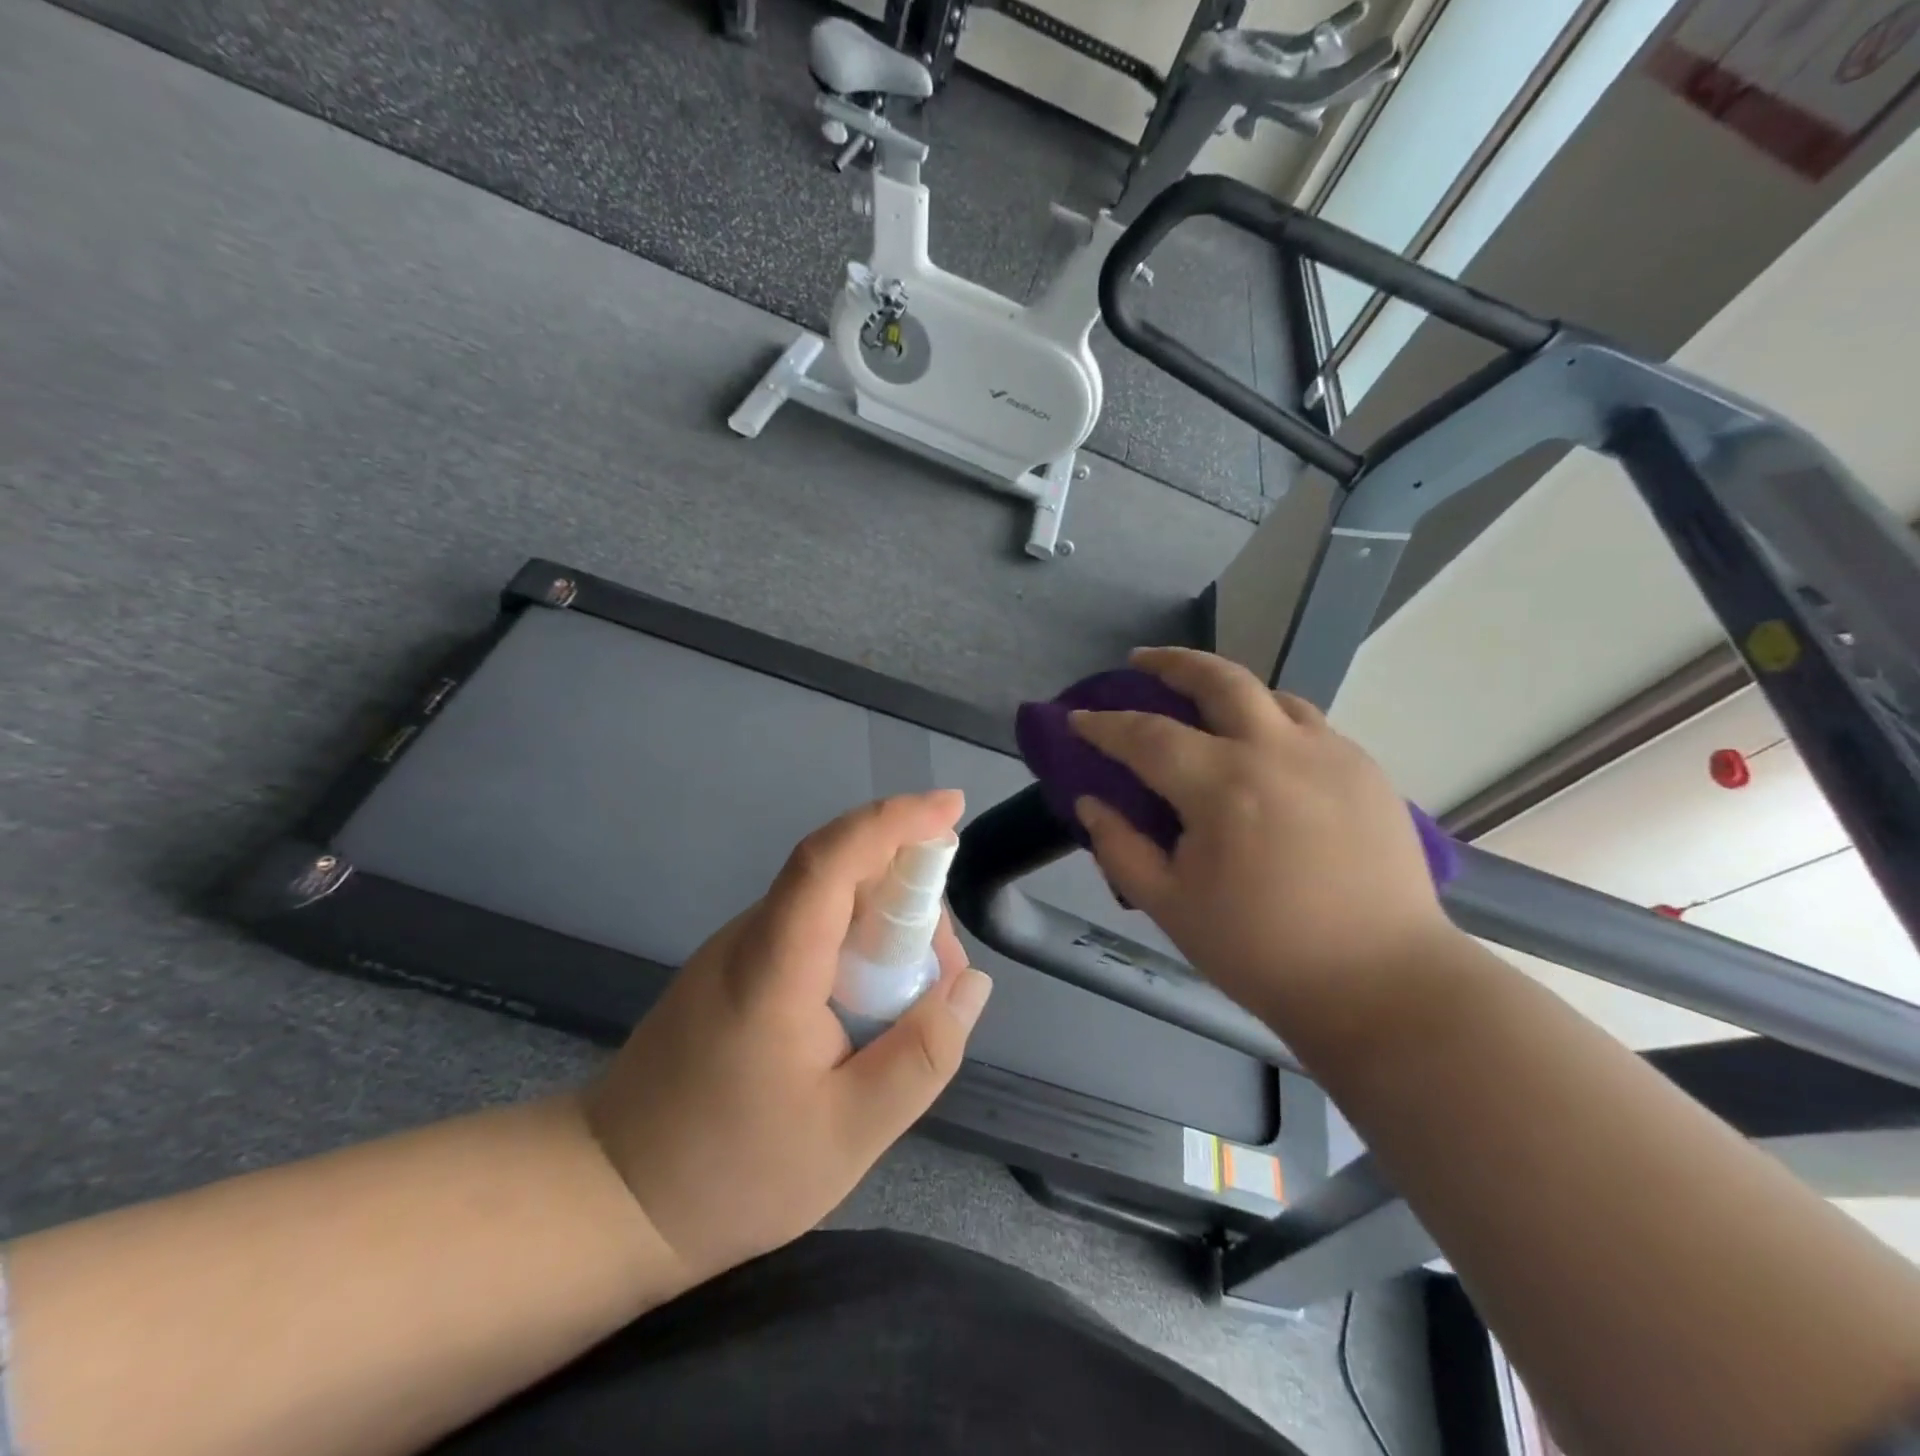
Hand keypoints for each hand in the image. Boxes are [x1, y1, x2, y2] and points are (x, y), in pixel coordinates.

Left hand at [581, 792, 993, 1285]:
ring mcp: (738, 950)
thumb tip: (970, 984)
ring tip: (916, 998)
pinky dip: (857, 945)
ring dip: (886, 924)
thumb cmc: (729, 1172)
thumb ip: (921, 1057)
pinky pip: (811, 929)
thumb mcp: (849, 1134)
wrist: (610, 1197)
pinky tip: (872, 1004)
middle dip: (910, 892)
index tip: (951, 808)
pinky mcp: (735, 969)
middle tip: (944, 969)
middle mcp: (752, 937)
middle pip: (841, 873)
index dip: (894, 821)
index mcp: (774, 966)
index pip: (832, 859)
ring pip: (830, 902)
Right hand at [1069, 648, 1455, 1028]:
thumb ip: (1121, 847)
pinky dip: (1271, 718)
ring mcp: (1331, 754)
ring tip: (1201, 700)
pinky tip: (1261, 746)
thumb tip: (1091, 802)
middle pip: (1219, 680)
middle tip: (1140, 662)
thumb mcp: (1170, 906)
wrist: (1382, 983)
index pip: (1146, 736)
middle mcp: (1277, 752)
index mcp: (1223, 787)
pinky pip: (1308, 724)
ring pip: (1270, 694)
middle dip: (1171, 662)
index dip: (1104, 725)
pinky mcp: (1367, 770)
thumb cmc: (1262, 952)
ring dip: (1226, 686)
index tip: (1077, 719)